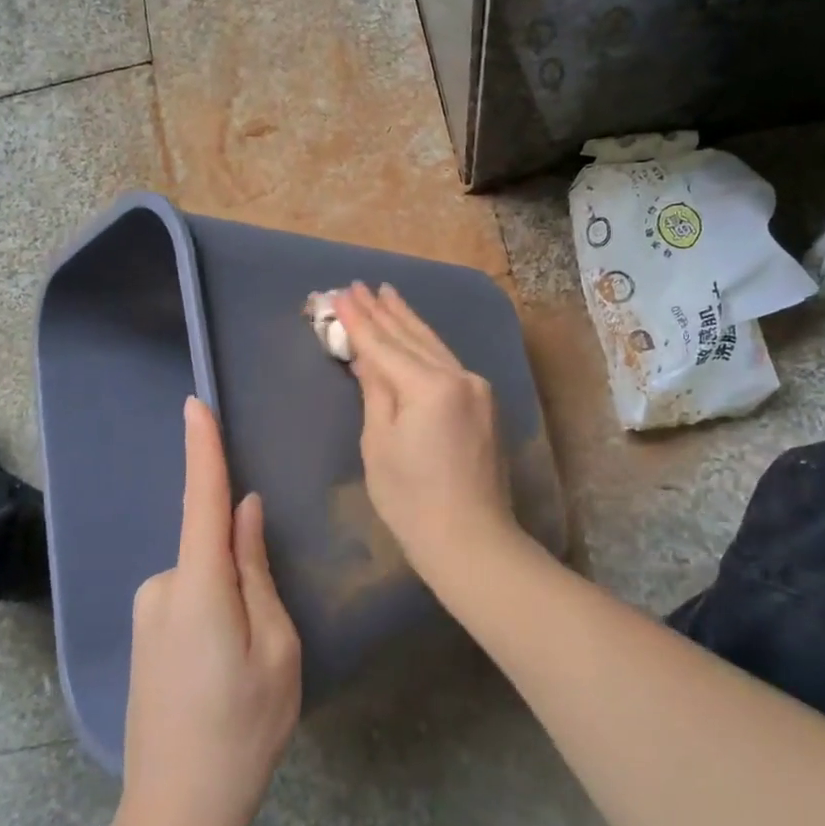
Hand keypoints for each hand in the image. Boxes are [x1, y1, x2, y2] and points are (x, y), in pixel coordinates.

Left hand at [115, 398, 301, 825]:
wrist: (176, 816)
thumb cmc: (242, 728)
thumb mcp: (276, 647)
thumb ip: (257, 569)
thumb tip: (245, 511)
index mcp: (199, 584)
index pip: (202, 498)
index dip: (202, 448)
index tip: (195, 404)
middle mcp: (162, 586)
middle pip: (212, 547)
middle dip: (244, 567)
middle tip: (267, 639)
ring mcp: (146, 613)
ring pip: (204, 577)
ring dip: (231, 599)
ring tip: (245, 668)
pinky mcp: (142, 635)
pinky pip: (188, 599)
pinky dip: (213, 614)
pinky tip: (221, 674)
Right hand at [333, 282, 520, 582]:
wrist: (472, 540)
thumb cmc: (412, 501)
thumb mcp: (379, 445)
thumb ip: (375, 391)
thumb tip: (366, 358)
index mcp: (430, 386)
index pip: (385, 346)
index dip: (359, 321)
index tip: (341, 294)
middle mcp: (459, 376)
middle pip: (412, 337)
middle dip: (383, 311)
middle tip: (360, 285)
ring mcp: (476, 388)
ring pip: (433, 345)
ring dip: (407, 320)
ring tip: (387, 293)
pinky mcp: (483, 402)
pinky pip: (446, 362)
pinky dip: (425, 344)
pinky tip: (414, 331)